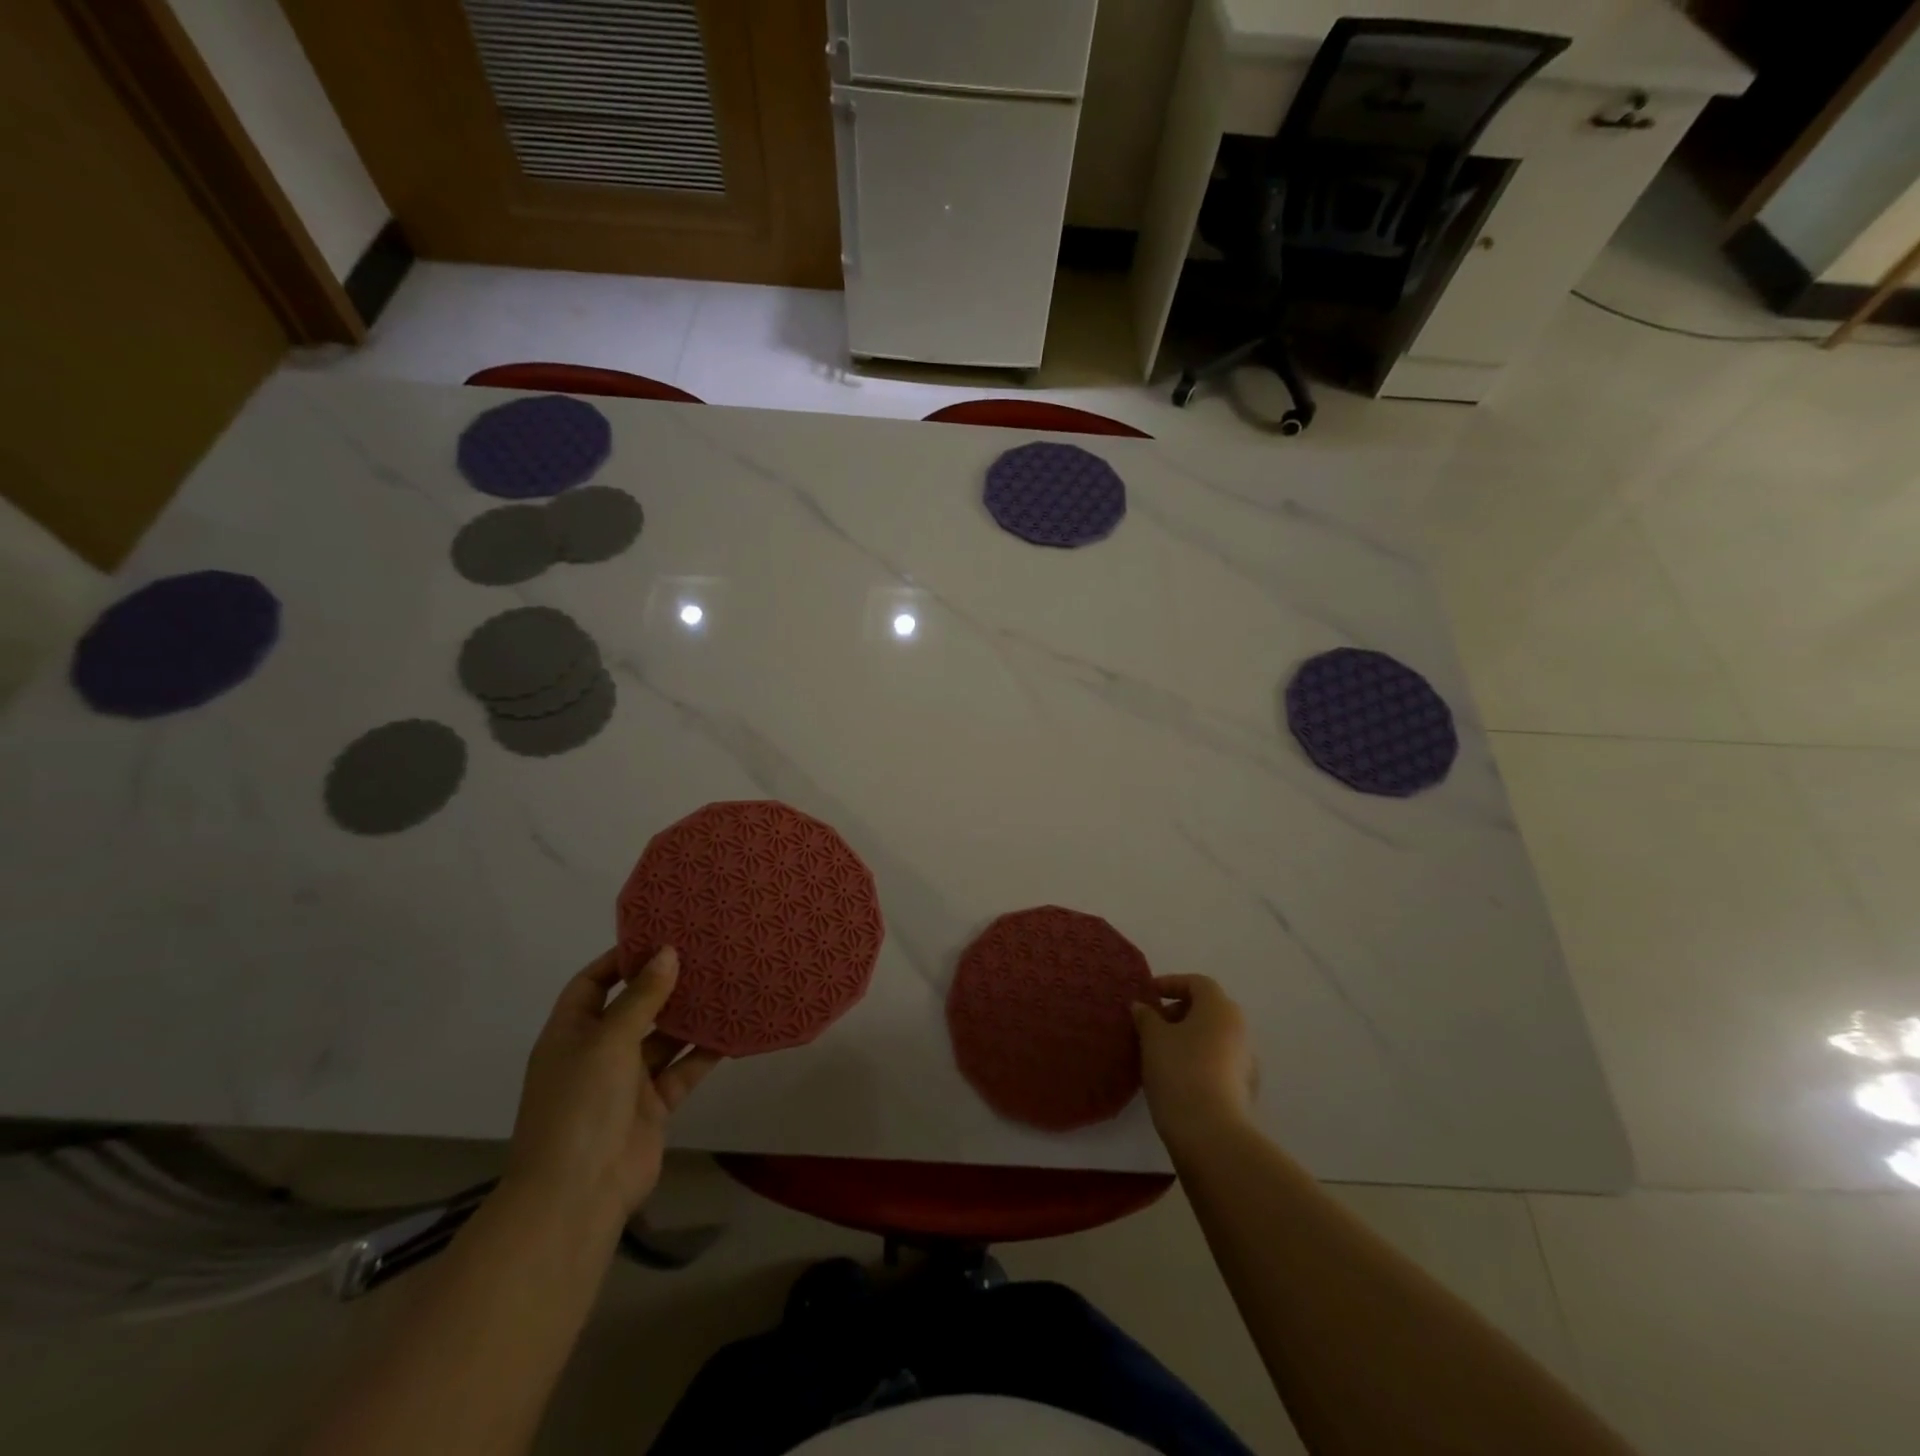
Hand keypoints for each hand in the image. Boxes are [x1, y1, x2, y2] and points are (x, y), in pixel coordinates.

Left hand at [504, 947, 720, 1227]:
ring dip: (690, 1017)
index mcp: (571, 1033)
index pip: (592, 983)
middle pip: (633, 1008)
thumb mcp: (608, 1041)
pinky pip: (682, 1069)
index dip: (621, 959)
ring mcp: (626, 1081)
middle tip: (704, 954)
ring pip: (663, 1038)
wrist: (578, 1194)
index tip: (661, 936)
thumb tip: (668, 952)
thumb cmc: (580, 1105)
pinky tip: (733, 1030)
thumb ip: (641, 997)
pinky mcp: (653, 1105)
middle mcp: (597, 1052)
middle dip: (665, 984)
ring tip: (726, 982)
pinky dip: (705, 1052)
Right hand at [1132, 974, 1256, 1148]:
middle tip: (1152, 1024)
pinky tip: (1178, 1076)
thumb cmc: (1179, 1071)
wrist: (1211, 1134)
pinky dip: (1199, 1059)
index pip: (1197, 983)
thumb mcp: (1153, 1038)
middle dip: (1179, 1011)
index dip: (1171, 983)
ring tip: (1160, 1052)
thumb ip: (1146, 1017)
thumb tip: (1142, 1006)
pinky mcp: (1245, 1088)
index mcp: (1220, 1008)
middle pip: (1208, 1008)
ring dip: (1189, 1037)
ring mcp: (1246, 1060)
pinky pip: (1218, 1061)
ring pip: (1214, 1036)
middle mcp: (1239, 1028)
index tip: (1148, 994)